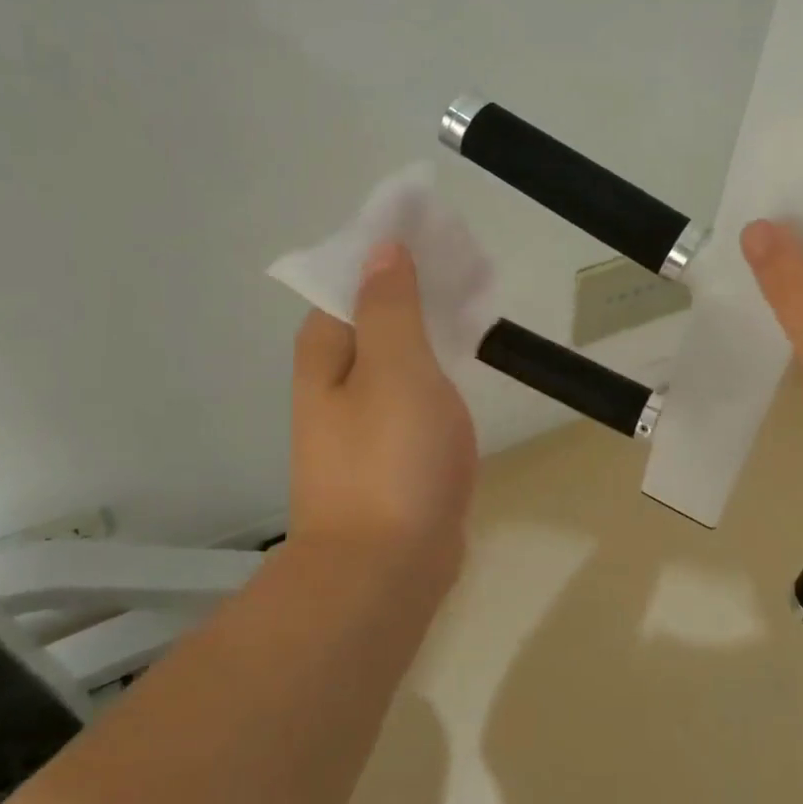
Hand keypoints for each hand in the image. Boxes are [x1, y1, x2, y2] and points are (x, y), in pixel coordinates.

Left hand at [289, 243, 476, 571]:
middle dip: (417, 284)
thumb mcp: (395, 367)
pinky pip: (416, 387)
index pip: (352, 278)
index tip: (436, 231)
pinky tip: (467, 359)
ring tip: (475, 300)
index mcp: (326, 351)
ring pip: (399, 350)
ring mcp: (364, 417)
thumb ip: (390, 305)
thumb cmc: (391, 459)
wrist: (386, 571)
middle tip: (468, 264)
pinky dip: (439, 364)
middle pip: (376, 312)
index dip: (390, 250)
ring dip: (431, 322)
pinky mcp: (392, 448)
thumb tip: (382, 248)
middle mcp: (336, 379)